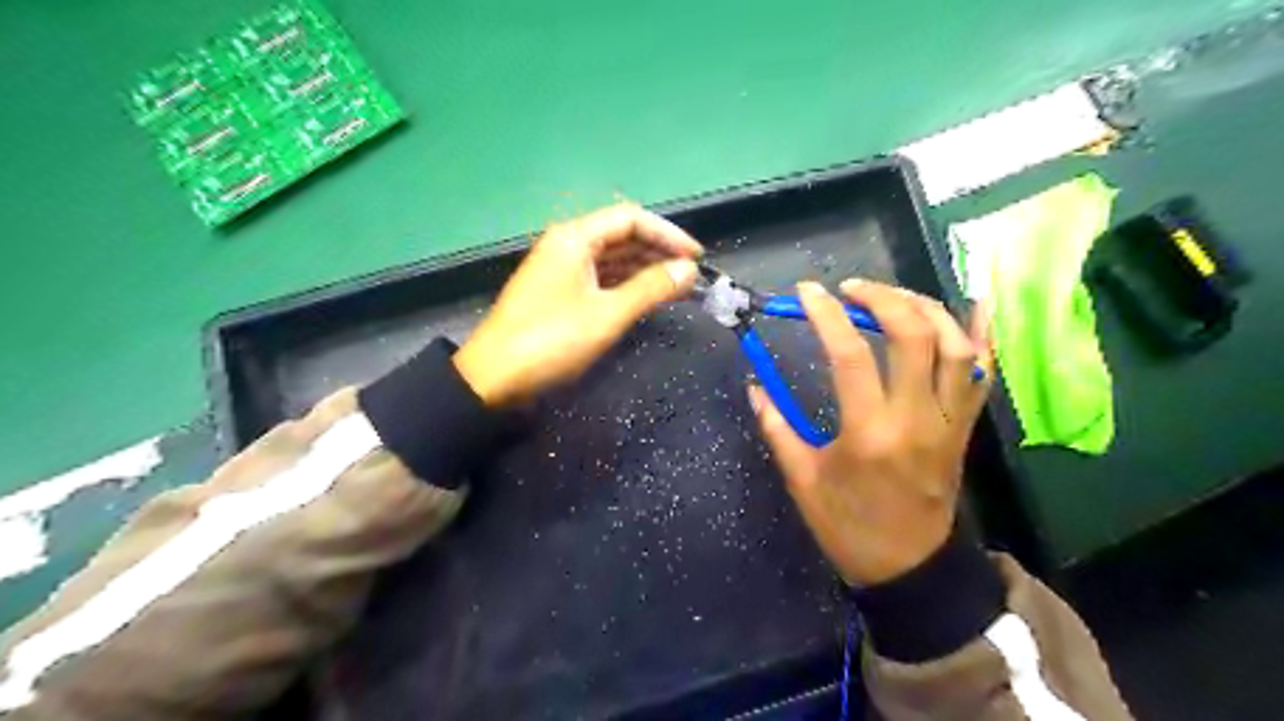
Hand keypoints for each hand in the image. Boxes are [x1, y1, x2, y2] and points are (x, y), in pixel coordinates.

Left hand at [457, 202, 700, 405]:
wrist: (493, 379)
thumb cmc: (551, 341)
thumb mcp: (607, 315)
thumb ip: (650, 288)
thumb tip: (689, 270)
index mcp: (575, 238)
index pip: (631, 219)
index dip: (668, 234)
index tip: (697, 257)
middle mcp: (568, 245)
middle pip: (622, 236)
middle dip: (658, 251)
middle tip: (691, 275)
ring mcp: (561, 269)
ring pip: (612, 259)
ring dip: (645, 269)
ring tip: (678, 287)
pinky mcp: (559, 293)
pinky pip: (601, 278)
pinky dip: (626, 285)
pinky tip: (647, 298)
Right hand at [754, 280, 991, 582]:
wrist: (910, 568)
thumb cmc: (849, 526)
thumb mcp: (803, 481)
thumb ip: (777, 428)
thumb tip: (754, 387)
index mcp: (870, 432)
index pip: (850, 354)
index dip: (827, 314)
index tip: (806, 292)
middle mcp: (917, 418)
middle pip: (914, 335)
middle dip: (881, 297)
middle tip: (850, 289)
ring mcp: (949, 420)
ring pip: (956, 345)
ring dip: (924, 307)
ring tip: (891, 296)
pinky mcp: (965, 427)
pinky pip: (983, 373)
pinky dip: (981, 334)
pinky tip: (974, 303)